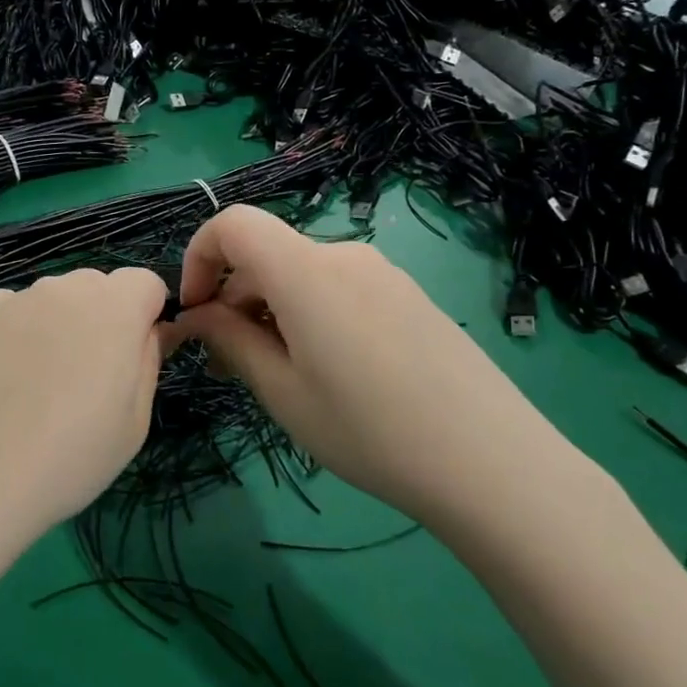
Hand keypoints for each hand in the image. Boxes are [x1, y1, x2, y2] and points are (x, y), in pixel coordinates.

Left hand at [0, 268, 173, 536]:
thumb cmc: (67, 460)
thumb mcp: (134, 424)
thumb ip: (149, 362)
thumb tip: (153, 332)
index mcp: (114, 308)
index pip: (145, 283)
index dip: (146, 317)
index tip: (133, 360)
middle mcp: (63, 288)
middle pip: (96, 288)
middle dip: (102, 320)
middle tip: (85, 380)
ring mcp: (12, 298)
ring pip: (50, 301)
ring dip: (56, 327)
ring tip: (33, 389)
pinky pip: (9, 314)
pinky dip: (12, 335)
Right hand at [175, 206, 607, 532]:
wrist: (492, 462)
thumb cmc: (369, 431)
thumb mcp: (283, 392)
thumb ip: (231, 340)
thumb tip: (199, 314)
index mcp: (306, 271)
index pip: (233, 224)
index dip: (199, 256)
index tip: (195, 311)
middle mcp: (345, 255)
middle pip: (267, 254)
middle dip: (234, 298)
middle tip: (229, 366)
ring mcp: (383, 274)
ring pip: (302, 275)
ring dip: (271, 311)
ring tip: (278, 376)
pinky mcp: (408, 296)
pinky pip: (339, 288)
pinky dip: (310, 314)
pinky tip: (329, 371)